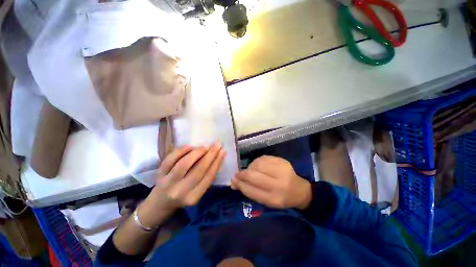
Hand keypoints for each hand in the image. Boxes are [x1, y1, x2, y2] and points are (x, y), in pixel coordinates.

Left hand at [139, 143, 225, 225]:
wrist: (159, 203)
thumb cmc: (183, 197)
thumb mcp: (196, 193)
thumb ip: (206, 178)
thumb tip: (216, 158)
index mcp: (193, 197)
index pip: (209, 177)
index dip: (217, 162)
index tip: (222, 152)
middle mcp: (180, 191)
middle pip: (199, 170)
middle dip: (210, 155)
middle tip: (217, 145)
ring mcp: (168, 182)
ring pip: (184, 164)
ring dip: (197, 152)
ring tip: (205, 146)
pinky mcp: (160, 174)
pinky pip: (170, 160)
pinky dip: (181, 151)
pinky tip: (190, 146)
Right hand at [231, 156, 311, 209]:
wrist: (300, 190)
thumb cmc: (282, 198)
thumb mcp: (267, 202)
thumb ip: (251, 192)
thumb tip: (235, 183)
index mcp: (274, 199)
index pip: (251, 190)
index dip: (240, 185)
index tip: (233, 182)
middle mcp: (278, 184)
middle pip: (253, 175)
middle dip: (242, 174)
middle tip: (237, 174)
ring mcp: (281, 170)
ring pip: (257, 164)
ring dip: (249, 167)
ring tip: (250, 171)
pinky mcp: (282, 161)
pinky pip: (263, 158)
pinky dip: (256, 162)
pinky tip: (257, 166)